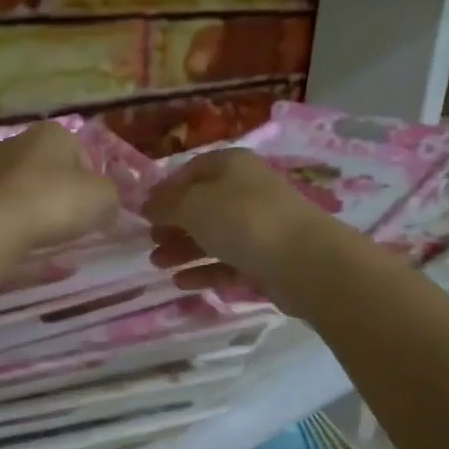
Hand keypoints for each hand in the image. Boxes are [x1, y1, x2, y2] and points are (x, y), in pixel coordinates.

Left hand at [0, 122, 120, 251]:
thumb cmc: (56, 202)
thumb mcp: (104, 198)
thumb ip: (111, 195)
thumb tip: (105, 202)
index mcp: (53, 131)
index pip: (82, 154)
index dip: (91, 182)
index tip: (91, 207)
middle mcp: (20, 138)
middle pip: (53, 167)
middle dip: (62, 189)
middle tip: (71, 219)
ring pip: (28, 183)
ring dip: (37, 201)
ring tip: (45, 229)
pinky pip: (7, 201)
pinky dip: (17, 213)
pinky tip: (22, 232)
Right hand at [143, 149, 331, 307]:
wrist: (305, 261)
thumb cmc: (243, 220)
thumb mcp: (194, 204)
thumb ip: (166, 204)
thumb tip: (148, 205)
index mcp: (232, 165)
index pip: (191, 170)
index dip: (165, 190)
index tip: (143, 212)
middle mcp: (246, 191)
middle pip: (202, 205)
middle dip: (173, 223)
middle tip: (149, 241)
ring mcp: (259, 226)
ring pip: (214, 235)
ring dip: (183, 249)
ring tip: (157, 264)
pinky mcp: (266, 259)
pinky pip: (228, 262)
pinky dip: (204, 270)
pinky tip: (181, 283)